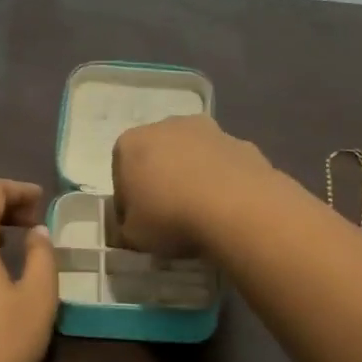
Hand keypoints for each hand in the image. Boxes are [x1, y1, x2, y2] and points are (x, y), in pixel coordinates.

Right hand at [111, 115, 276, 255]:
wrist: (238, 210)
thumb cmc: (171, 217)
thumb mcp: (133, 236)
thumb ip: (127, 228)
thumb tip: (133, 226)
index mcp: (131, 143)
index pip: (120, 174)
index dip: (128, 202)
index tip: (139, 223)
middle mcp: (166, 126)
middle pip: (157, 157)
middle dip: (160, 182)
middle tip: (168, 216)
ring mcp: (208, 130)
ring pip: (191, 157)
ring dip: (192, 178)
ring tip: (200, 213)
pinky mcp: (241, 142)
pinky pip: (222, 165)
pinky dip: (221, 181)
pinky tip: (227, 207)